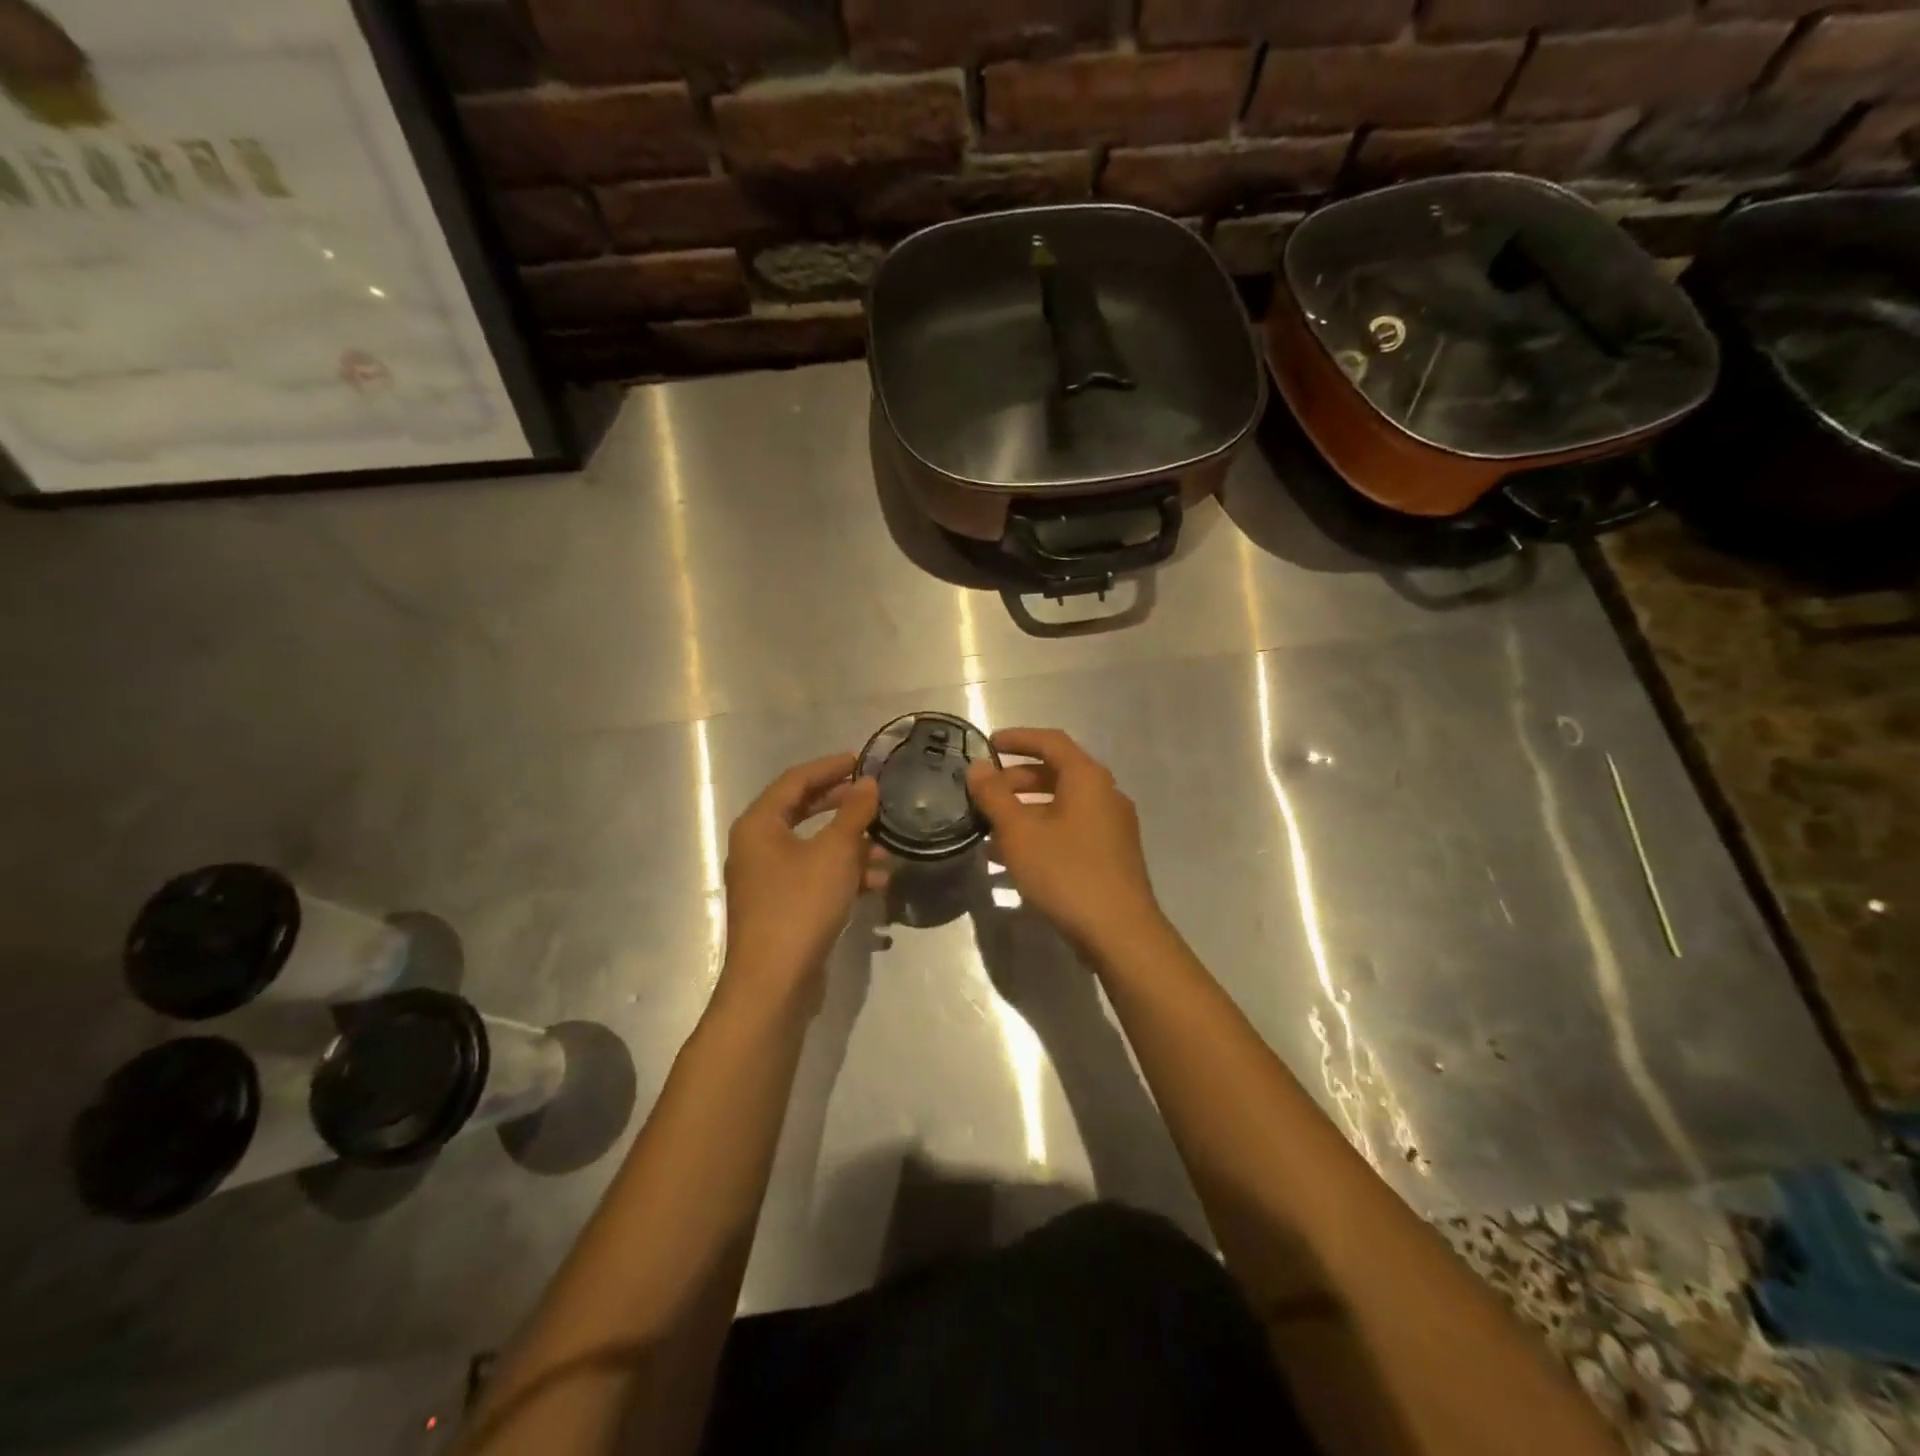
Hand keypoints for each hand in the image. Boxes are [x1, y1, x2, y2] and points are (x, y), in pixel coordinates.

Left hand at [720, 753, 884, 1004]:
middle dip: (843, 806)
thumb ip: (854, 813)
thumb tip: (867, 783)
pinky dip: (843, 874)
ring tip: (886, 849)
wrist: (774, 982)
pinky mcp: (781, 907)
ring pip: (813, 848)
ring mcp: (767, 880)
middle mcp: (756, 847)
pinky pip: (815, 877)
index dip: (830, 767)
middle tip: (875, 797)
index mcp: (759, 825)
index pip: (795, 780)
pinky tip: (876, 885)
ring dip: (850, 845)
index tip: (862, 760)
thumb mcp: (835, 852)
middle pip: (803, 812)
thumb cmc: (801, 905)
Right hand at [966, 728, 1165, 960]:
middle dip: (1016, 780)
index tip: (987, 744)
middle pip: (1056, 773)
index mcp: (1088, 778)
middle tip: (983, 793)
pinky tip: (1011, 859)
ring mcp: (1112, 826)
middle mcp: (1105, 795)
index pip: (1050, 741)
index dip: (1017, 738)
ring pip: (1061, 806)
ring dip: (1024, 811)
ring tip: (988, 829)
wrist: (1119, 932)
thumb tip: (978, 767)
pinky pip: (1070, 831)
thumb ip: (994, 796)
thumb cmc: (1066, 872)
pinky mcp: (1111, 855)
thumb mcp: (1019, 832)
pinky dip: (1041, 833)